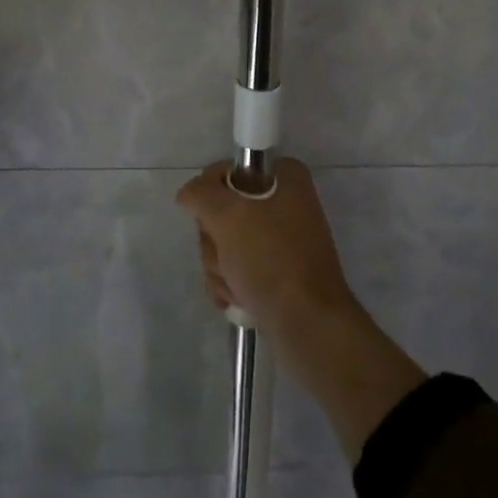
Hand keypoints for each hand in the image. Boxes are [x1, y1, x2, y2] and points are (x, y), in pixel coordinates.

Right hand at [177, 156, 426, 461]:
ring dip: (220, 268)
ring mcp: (280, 240)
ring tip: (238, 285)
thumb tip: (188, 195)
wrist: (308, 325)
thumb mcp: (227, 214)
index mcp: (284, 177)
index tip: (213, 220)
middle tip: (229, 258)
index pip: (225, 172)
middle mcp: (285, 203)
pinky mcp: (277, 272)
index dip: (210, 197)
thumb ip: (200, 193)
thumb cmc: (270, 259)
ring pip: (225, 243)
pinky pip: (237, 269)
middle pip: (222, 211)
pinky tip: (241, 300)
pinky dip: (231, 285)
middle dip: (215, 241)